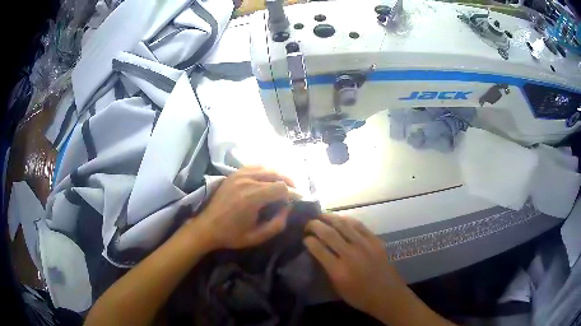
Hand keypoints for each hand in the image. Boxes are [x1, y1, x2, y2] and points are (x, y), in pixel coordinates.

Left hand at [191, 166, 298, 250]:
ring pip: (267, 168)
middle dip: (289, 182)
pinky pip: (254, 166)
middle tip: (295, 192)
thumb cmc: (232, 235)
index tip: (300, 200)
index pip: (281, 187)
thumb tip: (288, 208)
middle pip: (276, 174)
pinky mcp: (233, 174)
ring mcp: (238, 175)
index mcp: (252, 198)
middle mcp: (246, 181)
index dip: (294, 193)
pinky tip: (269, 179)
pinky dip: (265, 171)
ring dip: (278, 175)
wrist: (207, 227)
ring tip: (284, 185)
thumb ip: (277, 224)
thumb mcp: (257, 237)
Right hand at [304, 214, 408, 316]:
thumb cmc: (360, 296)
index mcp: (338, 270)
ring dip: (329, 218)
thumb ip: (327, 270)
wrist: (387, 294)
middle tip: (308, 224)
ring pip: (343, 225)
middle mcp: (350, 254)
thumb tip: (318, 254)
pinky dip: (347, 220)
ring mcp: (364, 245)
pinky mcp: (375, 241)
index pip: (318, 249)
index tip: (304, 238)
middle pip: (328, 233)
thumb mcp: (338, 289)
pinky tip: (341, 219)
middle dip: (315, 225)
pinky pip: (359, 225)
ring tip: (321, 215)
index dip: (308, 241)